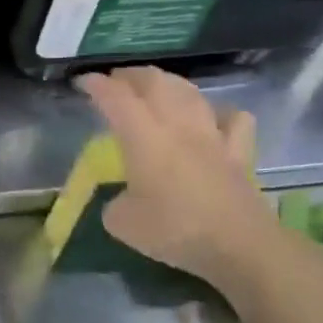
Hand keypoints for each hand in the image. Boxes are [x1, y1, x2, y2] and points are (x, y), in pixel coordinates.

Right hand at [77, 66, 277, 294]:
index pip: (116, 98)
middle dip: (132, 76)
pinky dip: (218, 111)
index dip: (97, 85)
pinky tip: (210, 118)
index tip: (83, 82)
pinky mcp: (238, 153)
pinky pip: (232, 119)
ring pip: (190, 93)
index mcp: (143, 137)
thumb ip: (115, 204)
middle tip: (116, 81)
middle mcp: (178, 126)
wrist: (239, 246)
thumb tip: (123, 199)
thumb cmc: (173, 230)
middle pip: (156, 83)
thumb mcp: (121, 223)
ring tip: (156, 88)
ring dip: (169, 83)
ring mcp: (212, 136)